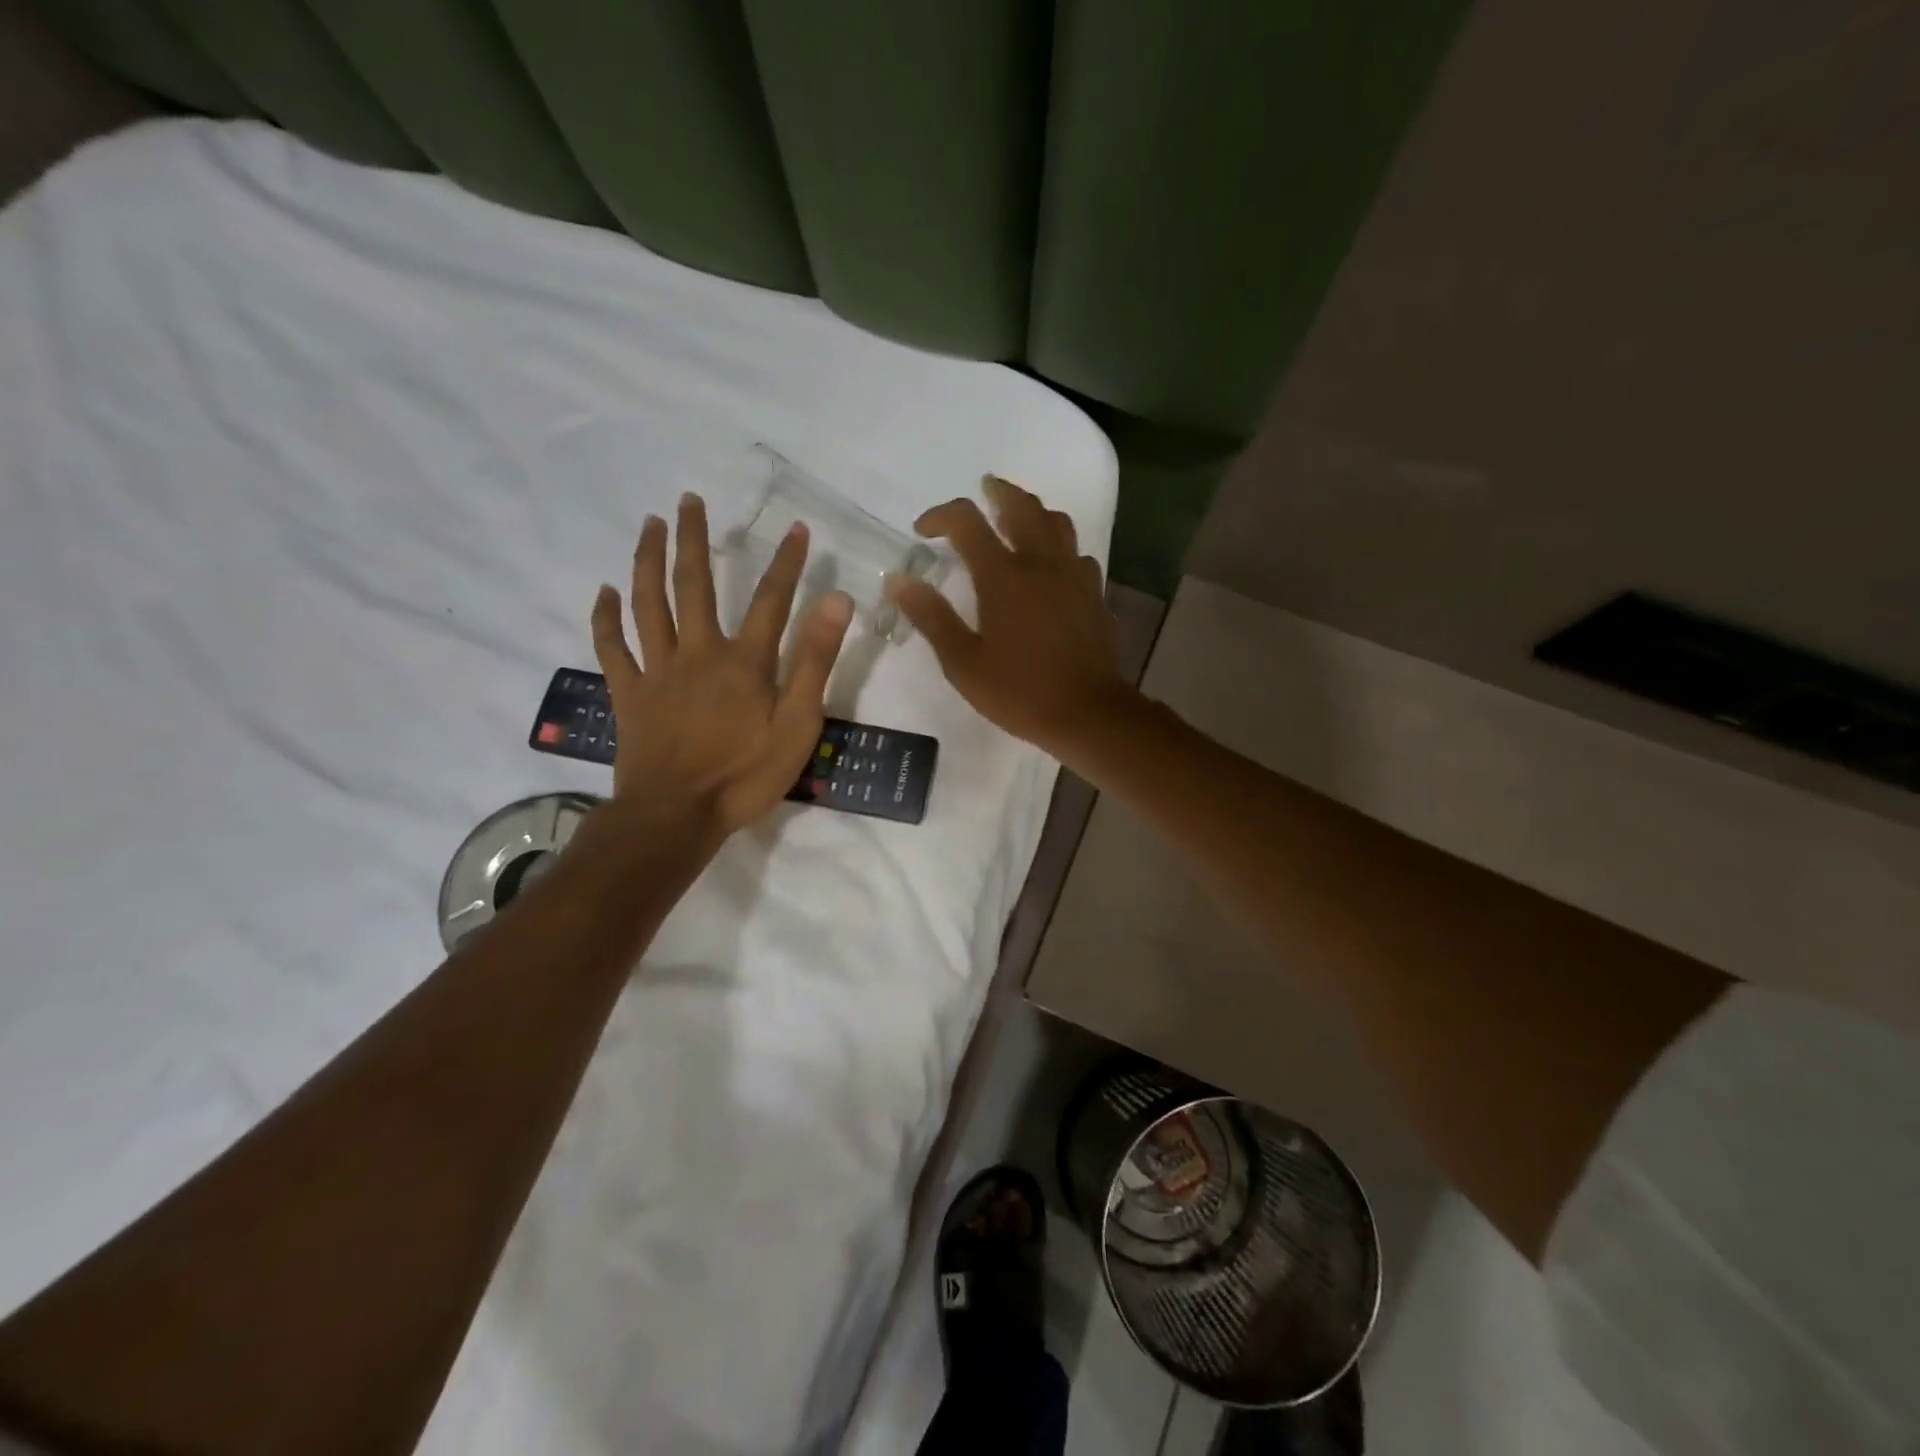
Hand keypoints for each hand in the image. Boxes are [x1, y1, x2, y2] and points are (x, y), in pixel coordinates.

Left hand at [592, 494, 853, 830]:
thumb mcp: (799, 724)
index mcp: (744, 661)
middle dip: (693, 539)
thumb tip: (837, 601)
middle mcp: (698, 652)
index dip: (787, 562)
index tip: (796, 528)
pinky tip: (604, 591)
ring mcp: (658, 670)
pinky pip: (612, 647)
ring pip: (648, 603)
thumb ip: (815, 661)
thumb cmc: (746, 775)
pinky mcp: (629, 693)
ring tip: (649, 524)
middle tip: (689, 500)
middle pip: (694, 584)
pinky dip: (605, 617)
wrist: (677, 815)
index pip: (772, 599)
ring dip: (647, 560)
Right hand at [887, 475, 1131, 757]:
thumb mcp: (963, 662)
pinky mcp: (1094, 593)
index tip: (923, 530)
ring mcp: (1074, 576)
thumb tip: (898, 581)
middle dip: (997, 492)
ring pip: (1056, 522)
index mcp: (1003, 576)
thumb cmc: (1019, 691)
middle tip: (984, 488)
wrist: (1088, 713)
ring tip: (1016, 518)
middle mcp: (1041, 563)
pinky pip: (1076, 554)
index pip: (967, 521)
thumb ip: (931, 617)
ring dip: (1032, 511)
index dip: (940, 515)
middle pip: (1021, 505)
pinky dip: (1058, 547)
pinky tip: (1051, 565)